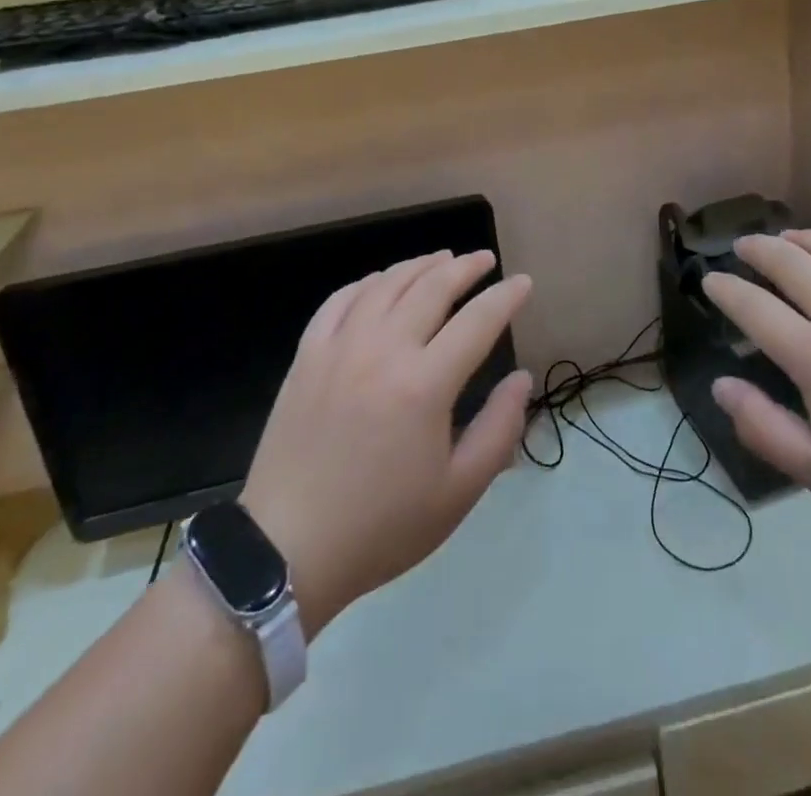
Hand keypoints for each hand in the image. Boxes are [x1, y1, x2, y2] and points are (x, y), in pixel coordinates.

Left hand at [239, 251, 532, 635]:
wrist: (287, 550)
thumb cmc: (382, 526)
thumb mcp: (458, 492)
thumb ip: (499, 428)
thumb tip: (521, 377)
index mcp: (424, 385)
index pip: (478, 321)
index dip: (506, 297)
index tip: (523, 282)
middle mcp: (383, 350)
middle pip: (432, 287)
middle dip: (465, 267)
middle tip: (485, 260)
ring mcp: (339, 348)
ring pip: (386, 284)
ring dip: (419, 265)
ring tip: (442, 259)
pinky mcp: (307, 356)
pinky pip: (340, 300)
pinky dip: (368, 282)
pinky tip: (382, 282)